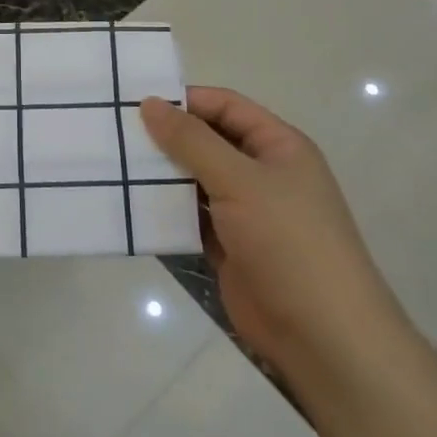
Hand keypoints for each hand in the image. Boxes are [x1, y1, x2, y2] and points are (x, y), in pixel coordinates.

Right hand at [141, 88, 406, 391]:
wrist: (323, 336)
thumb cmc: (288, 241)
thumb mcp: (239, 180)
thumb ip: (192, 141)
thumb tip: (149, 104)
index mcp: (278, 146)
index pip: (226, 106)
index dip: (185, 101)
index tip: (137, 103)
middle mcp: (263, 174)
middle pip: (208, 142)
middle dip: (167, 138)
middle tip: (116, 133)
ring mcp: (247, 213)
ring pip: (196, 180)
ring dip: (163, 175)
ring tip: (114, 165)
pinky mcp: (230, 247)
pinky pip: (192, 217)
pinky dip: (167, 211)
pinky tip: (130, 205)